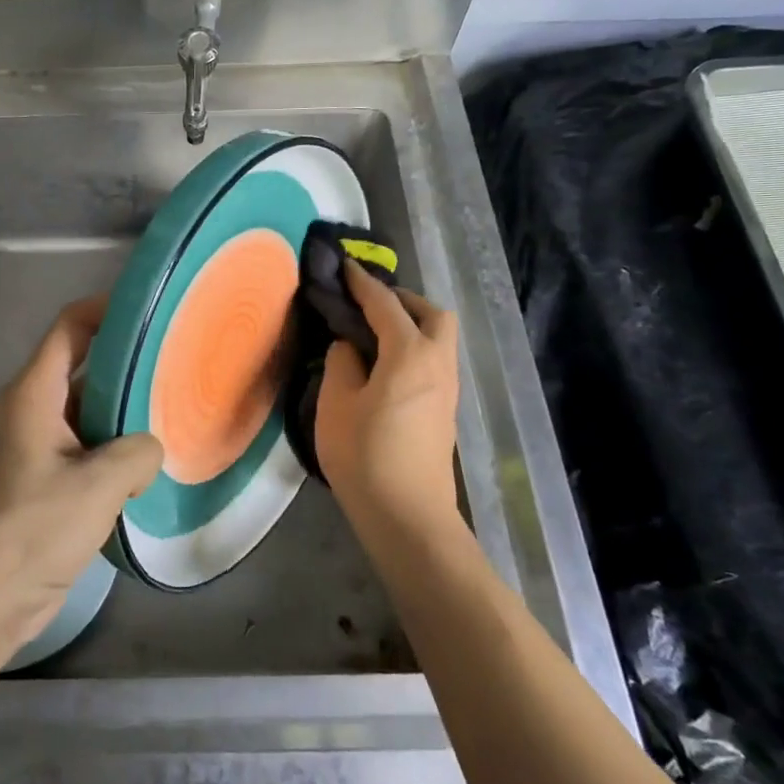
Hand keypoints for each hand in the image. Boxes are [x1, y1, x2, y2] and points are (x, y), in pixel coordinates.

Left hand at [0, 297, 163, 643]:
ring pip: (87, 413)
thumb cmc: (30, 528)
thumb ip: (136, 453)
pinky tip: (152, 465)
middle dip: (127, 363)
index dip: (106, 310)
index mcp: (34, 394)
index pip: (70, 328)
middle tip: (179, 363)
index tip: (151, 310)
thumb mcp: (96, 485)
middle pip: (83, 368)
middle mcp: (33, 412)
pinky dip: (115, 451)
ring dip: (125, 413)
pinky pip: (86, 451)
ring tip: (176, 411)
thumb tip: (150, 450)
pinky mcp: (44, 484)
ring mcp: (36, 449)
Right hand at [315, 262, 461, 541]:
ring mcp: (447, 388)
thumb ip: (342, 363)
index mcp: (409, 355)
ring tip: (374, 333)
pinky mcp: (445, 410)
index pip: (385, 305)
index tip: (345, 267)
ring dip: (412, 324)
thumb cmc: (365, 456)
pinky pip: (435, 360)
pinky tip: (387, 365)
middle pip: (433, 315)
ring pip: (439, 338)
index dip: (363, 284)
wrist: (408, 516)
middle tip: (369, 305)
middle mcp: (437, 363)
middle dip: (403, 300)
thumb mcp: (336, 404)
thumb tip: (349, 346)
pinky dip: (415, 347)